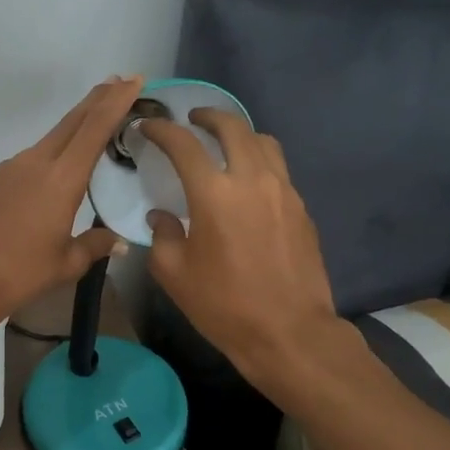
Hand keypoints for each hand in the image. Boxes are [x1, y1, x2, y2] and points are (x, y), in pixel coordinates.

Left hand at [0, 77, 141, 330]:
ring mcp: (10, 168)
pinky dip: (51, 153)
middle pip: (72, 122)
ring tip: (93, 124)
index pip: (94, 129)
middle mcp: (35, 163)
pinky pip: (30, 158)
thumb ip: (95, 245)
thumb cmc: (19, 273)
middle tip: (119, 81)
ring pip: (50, 138)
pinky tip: (54, 170)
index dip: (115, 102)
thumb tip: (119, 241)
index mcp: (61, 179)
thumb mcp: (66, 263)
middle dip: (97, 100)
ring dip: (74, 126)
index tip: (133, 80)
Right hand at [142, 110, 342, 389]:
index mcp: (214, 193)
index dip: (162, 130)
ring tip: (224, 145)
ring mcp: (284, 191)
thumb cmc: (224, 305)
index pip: (184, 144)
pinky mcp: (302, 209)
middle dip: (209, 116)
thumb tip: (162, 217)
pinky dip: (259, 161)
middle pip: (233, 127)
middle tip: (192, 121)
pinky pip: (279, 169)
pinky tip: (247, 183)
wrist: (289, 333)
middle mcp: (252, 180)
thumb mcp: (175, 274)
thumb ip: (163, 236)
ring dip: (239, 134)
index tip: (148, 126)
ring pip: (263, 142)